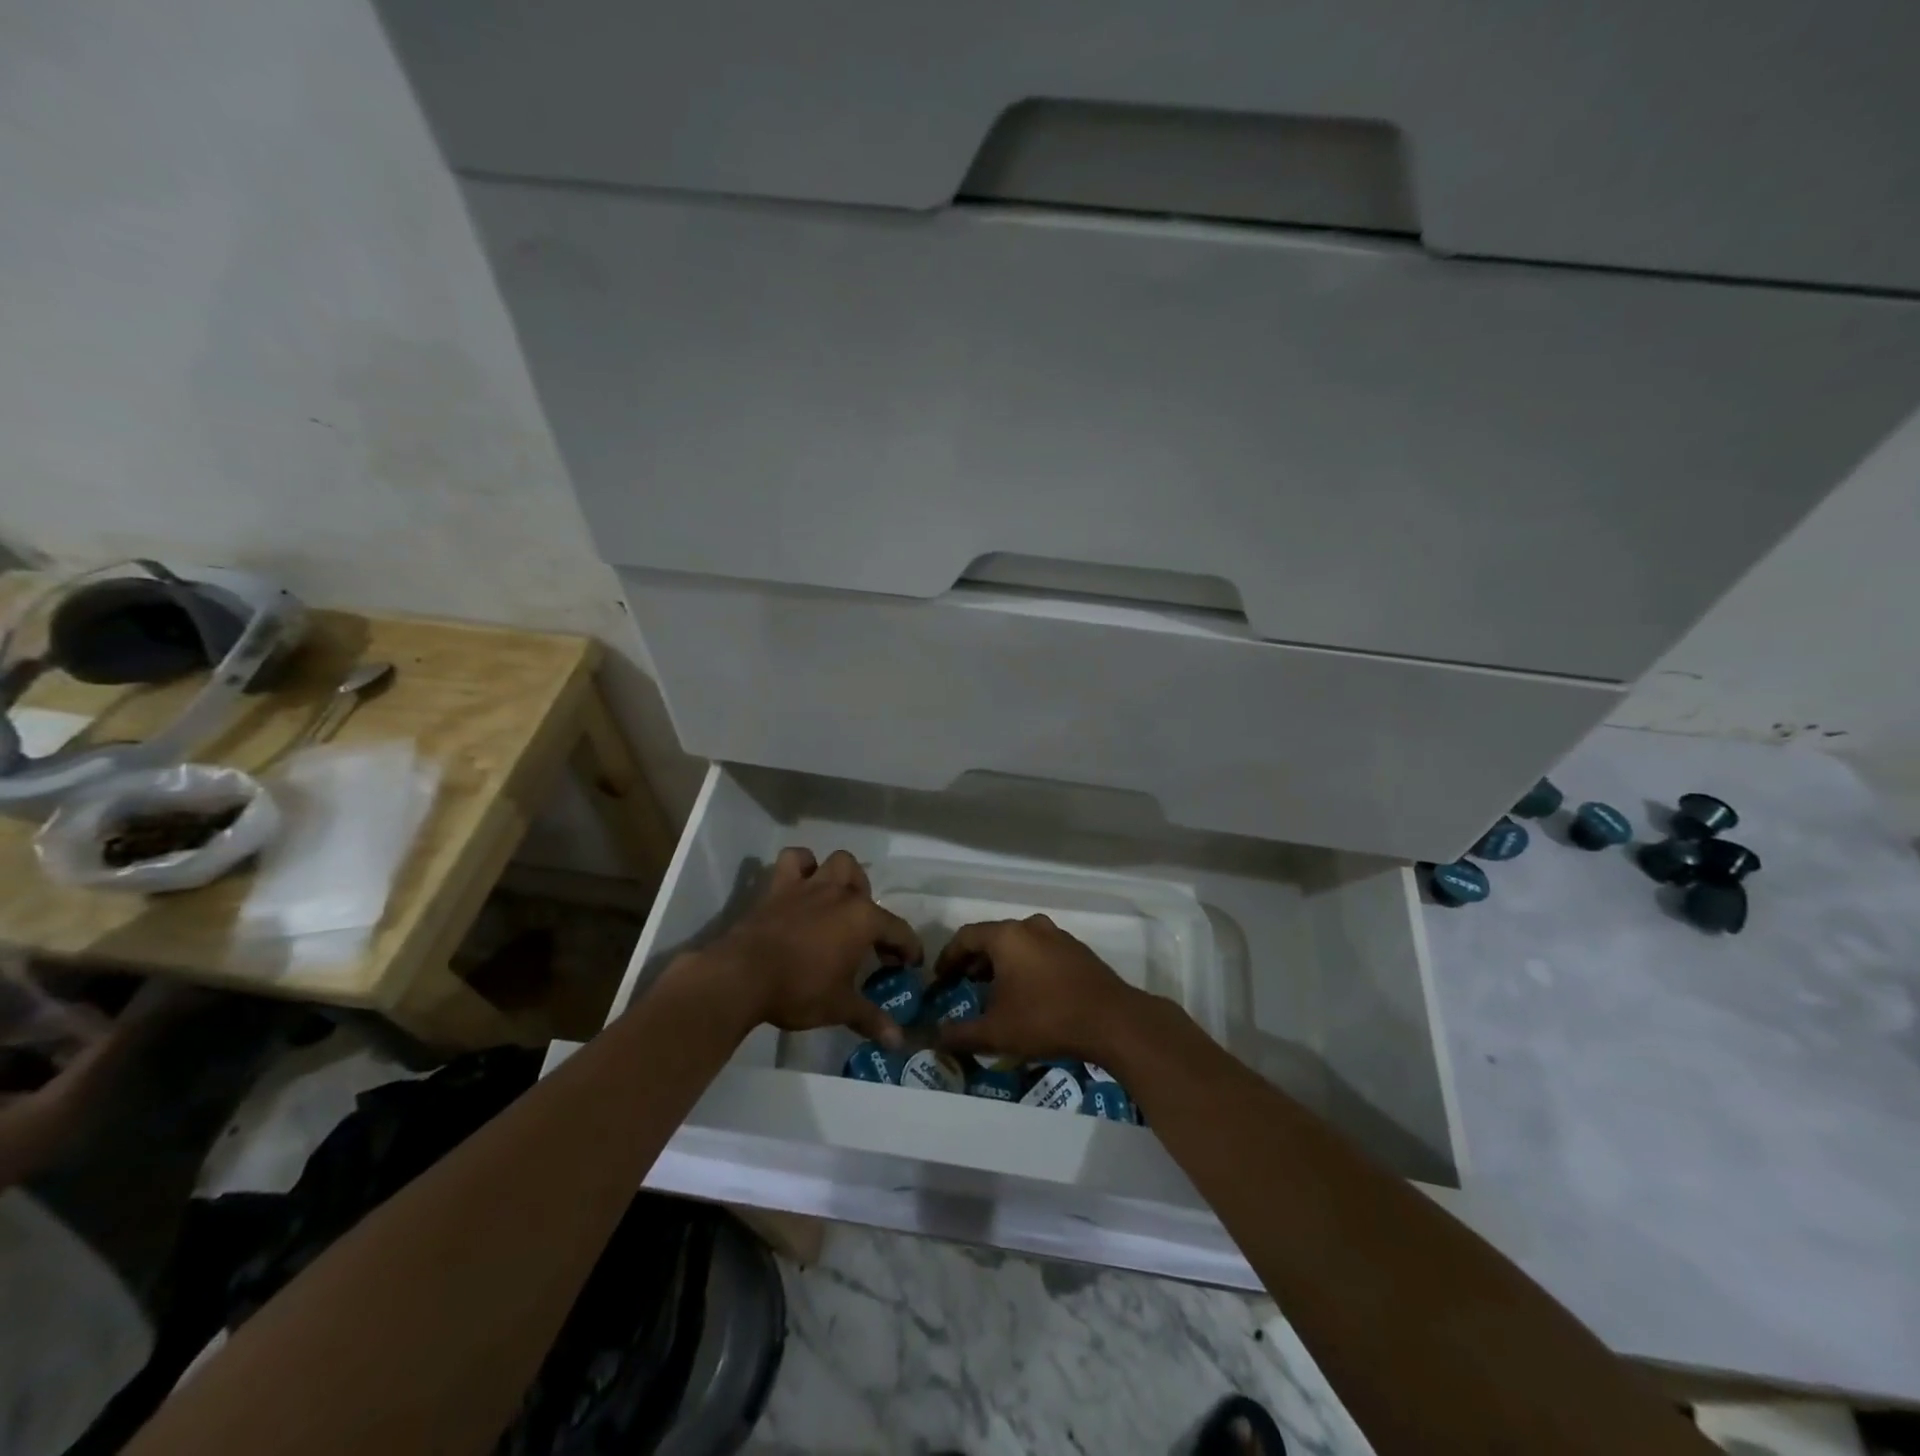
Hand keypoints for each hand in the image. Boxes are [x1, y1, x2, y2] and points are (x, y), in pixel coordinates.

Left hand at [701, 848, 921, 1047]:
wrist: (743, 976)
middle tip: (864, 938)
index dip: (908, 948)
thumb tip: (898, 1042)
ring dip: (843, 877)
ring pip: (837, 863)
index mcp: (863, 919)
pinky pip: (793, 860)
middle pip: (866, 889)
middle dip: (871, 909)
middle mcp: (841, 894)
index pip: (898, 930)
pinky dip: (801, 865)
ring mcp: (809, 886)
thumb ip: (871, 1019)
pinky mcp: (779, 887)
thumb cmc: (799, 990)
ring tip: (840, 902)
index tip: (909, 965)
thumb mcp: (840, 1008)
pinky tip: (802, 883)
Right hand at [931, 914, 1145, 1063]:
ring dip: (1001, 965)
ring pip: (1018, 945)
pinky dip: (1025, 967)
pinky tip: (1027, 995)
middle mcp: (1031, 926)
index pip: (966, 937)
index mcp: (1007, 936)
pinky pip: (1040, 953)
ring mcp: (1058, 936)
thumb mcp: (996, 1032)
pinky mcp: (1077, 951)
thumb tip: (934, 1038)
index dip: (948, 957)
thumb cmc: (1046, 1018)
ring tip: (994, 993)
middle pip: (992, 938)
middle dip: (974, 962)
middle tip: (963, 987)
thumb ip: (960, 1034)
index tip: (939, 980)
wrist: (1113, 1021)